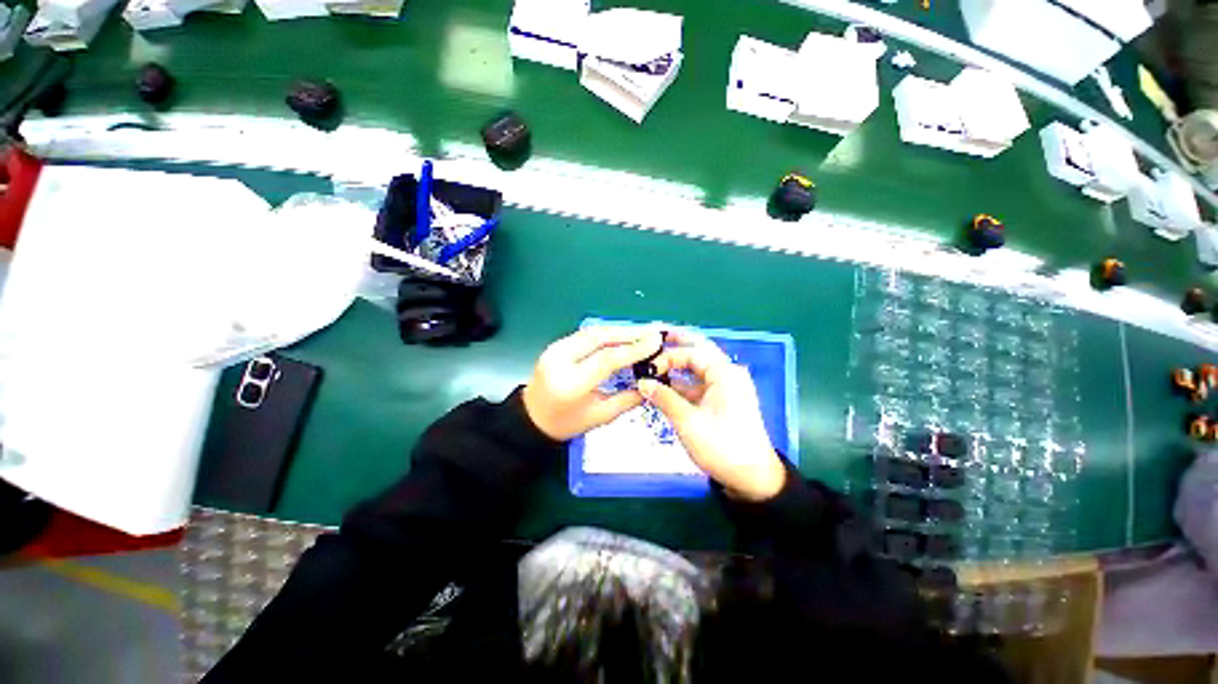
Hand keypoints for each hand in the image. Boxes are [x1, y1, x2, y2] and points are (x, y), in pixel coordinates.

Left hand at [523, 326, 665, 440]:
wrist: (532, 418)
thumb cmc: (565, 423)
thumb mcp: (600, 417)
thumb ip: (627, 400)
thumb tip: (651, 382)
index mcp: (571, 384)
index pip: (606, 359)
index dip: (634, 349)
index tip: (656, 341)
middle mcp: (560, 361)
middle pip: (599, 337)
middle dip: (629, 332)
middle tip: (653, 332)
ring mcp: (555, 349)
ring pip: (592, 331)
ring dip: (619, 330)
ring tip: (642, 331)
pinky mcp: (556, 345)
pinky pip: (586, 334)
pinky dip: (607, 333)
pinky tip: (622, 335)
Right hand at [638, 331, 785, 500]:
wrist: (752, 478)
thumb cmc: (721, 446)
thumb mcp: (688, 421)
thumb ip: (664, 398)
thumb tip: (642, 382)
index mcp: (725, 373)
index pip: (692, 352)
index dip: (667, 356)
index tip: (647, 367)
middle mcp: (728, 374)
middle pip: (699, 352)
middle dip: (678, 344)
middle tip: (654, 338)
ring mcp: (727, 388)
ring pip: (699, 368)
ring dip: (679, 366)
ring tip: (655, 364)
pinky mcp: (724, 402)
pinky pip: (700, 384)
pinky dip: (683, 383)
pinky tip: (666, 387)